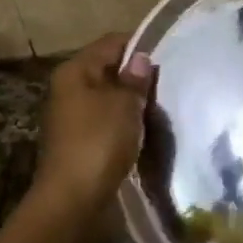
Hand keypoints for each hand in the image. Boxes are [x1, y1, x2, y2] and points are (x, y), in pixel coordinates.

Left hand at [33, 33, 155, 218]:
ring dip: (134, 102)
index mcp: (75, 71)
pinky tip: (148, 129)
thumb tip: (141, 59)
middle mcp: (70, 89)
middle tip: (171, 81)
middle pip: (110, 70)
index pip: (112, 43)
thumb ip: (135, 79)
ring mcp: (75, 117)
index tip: (170, 53)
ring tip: (164, 105)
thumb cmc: (99, 141)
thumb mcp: (124, 104)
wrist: (74, 199)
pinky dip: (127, 123)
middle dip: (139, 75)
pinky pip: (110, 122)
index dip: (140, 45)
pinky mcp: (83, 141)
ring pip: (111, 98)